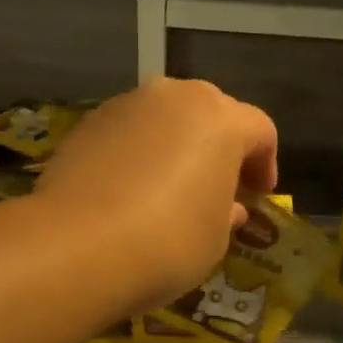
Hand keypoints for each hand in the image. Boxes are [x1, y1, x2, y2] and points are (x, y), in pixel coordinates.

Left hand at [35, 78, 277, 312]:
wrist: (77, 246)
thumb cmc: (167, 243)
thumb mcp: (215, 239)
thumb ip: (226, 214)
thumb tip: (228, 207)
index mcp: (220, 118)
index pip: (259, 130)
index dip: (265, 163)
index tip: (259, 194)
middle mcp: (174, 97)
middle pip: (209, 112)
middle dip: (219, 145)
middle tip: (219, 184)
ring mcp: (125, 106)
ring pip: (163, 117)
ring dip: (175, 145)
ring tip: (170, 186)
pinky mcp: (86, 124)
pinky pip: (126, 133)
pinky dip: (136, 153)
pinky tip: (129, 189)